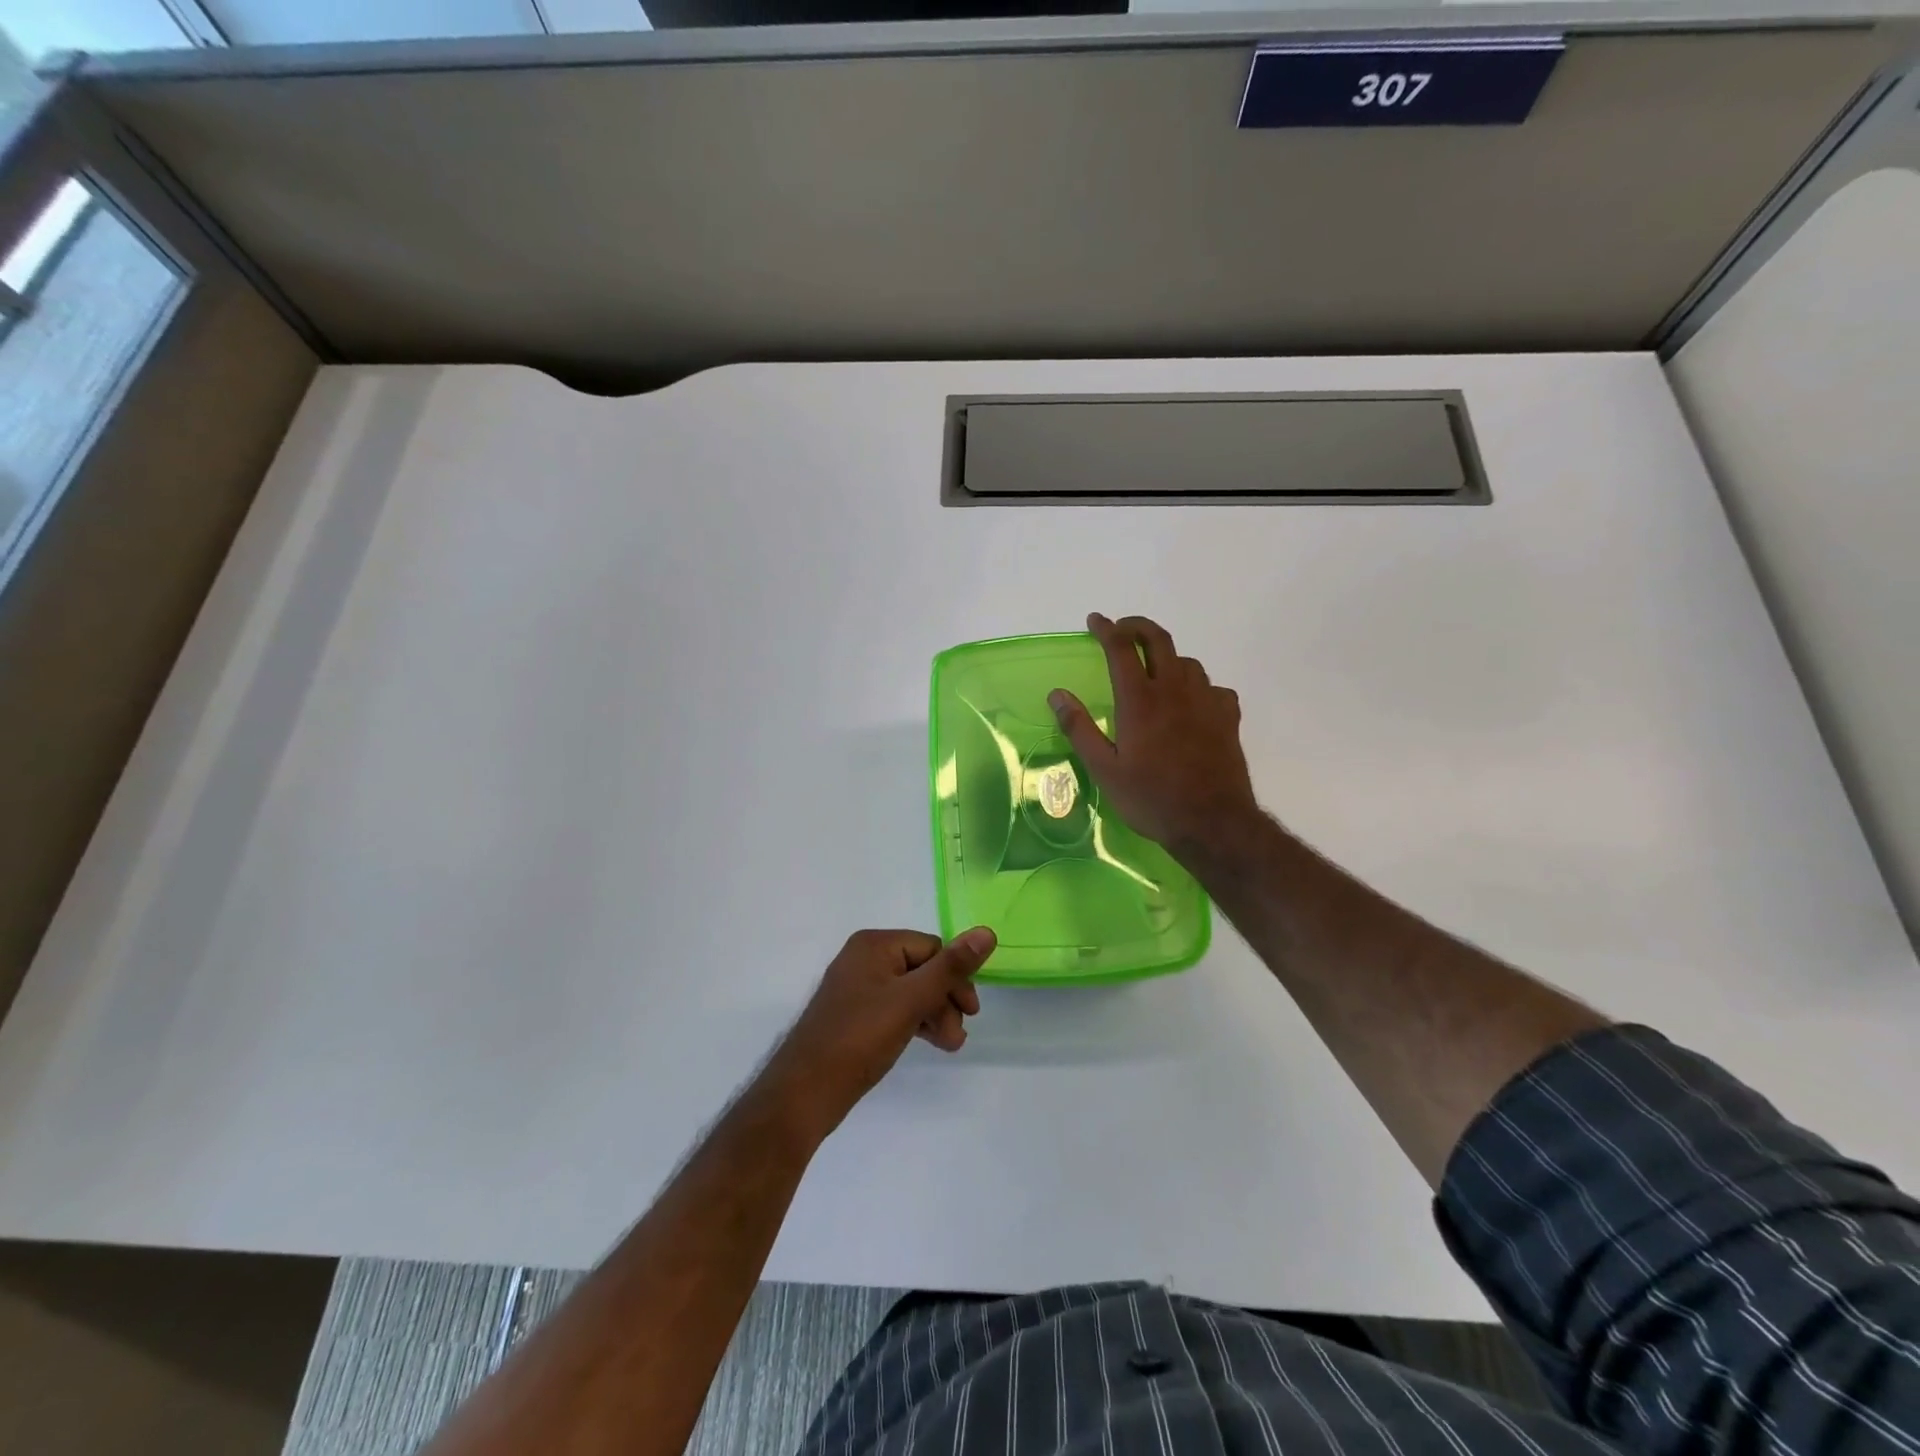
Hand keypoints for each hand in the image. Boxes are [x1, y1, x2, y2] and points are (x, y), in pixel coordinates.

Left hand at [759, 927, 995, 1140]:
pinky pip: (895, 1007)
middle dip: (945, 1001)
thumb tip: (987, 932)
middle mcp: (864, 958)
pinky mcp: (855, 1014)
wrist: (804, 1093)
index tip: (972, 1013)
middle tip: (958, 1037)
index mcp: (874, 944)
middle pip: (922, 969)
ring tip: (950, 1046)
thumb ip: (950, 968)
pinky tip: (930, 1042)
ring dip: (935, 1015)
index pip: (932, 948)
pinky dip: (915, 1022)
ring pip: (911, 991)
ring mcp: (857, 987)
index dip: (955, 978)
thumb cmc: (859, 1038)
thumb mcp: (910, 1000)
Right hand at [1049, 612, 1259, 857]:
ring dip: (1167, 657)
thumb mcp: (1104, 770)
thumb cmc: (1151, 798)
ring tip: (1154, 670)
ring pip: (1187, 662)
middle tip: (1123, 629)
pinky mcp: (1227, 717)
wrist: (1212, 822)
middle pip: (1159, 640)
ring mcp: (1206, 701)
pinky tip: (1192, 702)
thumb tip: (1057, 694)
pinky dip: (1198, 686)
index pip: (1121, 648)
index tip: (1094, 620)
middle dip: (1138, 626)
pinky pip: (1213, 687)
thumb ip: (1079, 729)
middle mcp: (1174, 689)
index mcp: (1140, 700)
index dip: (1106, 629)